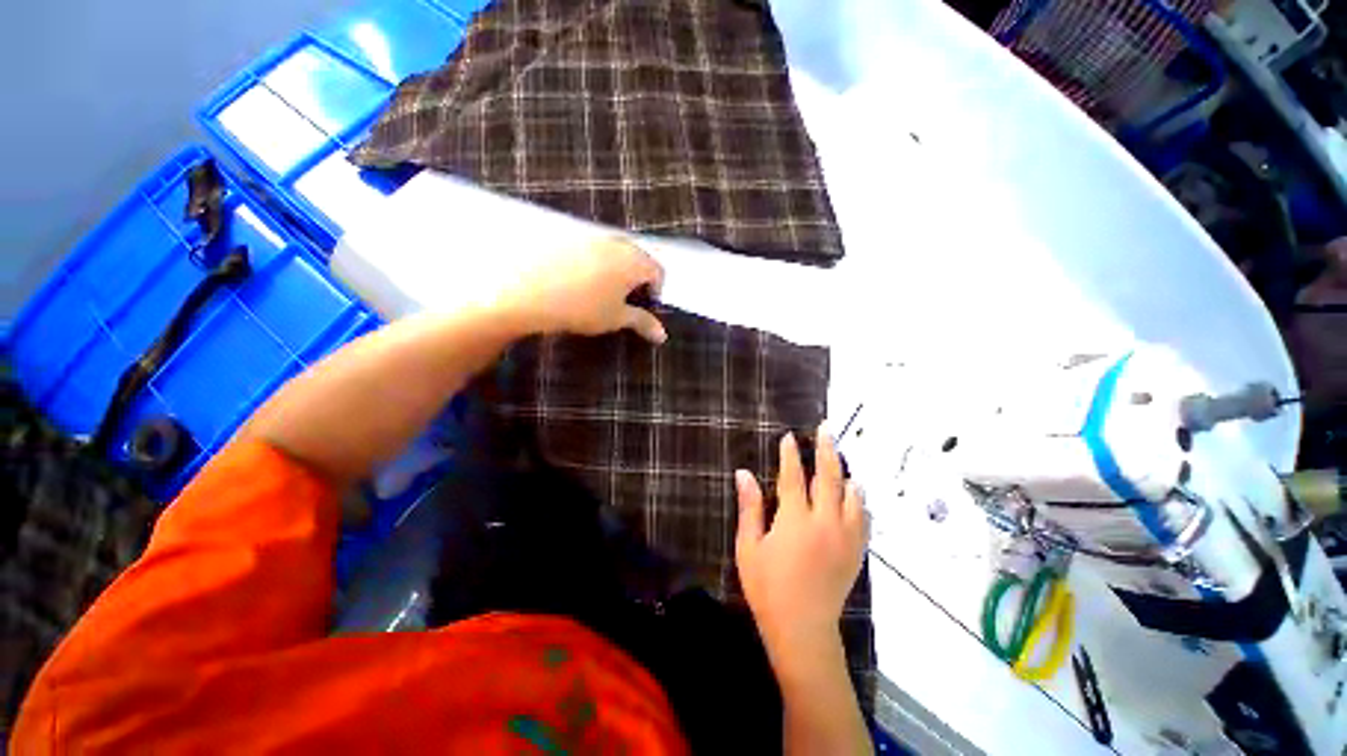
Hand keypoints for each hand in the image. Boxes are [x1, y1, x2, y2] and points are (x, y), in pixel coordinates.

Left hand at [502, 237, 666, 343]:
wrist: (527, 289)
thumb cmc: (583, 307)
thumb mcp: (615, 318)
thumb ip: (642, 323)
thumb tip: (663, 335)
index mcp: (634, 261)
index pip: (658, 272)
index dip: (656, 291)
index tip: (646, 307)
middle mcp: (616, 242)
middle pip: (636, 259)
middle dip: (635, 280)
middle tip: (624, 302)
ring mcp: (590, 236)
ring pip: (612, 253)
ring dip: (613, 271)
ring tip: (598, 294)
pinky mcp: (567, 236)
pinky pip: (588, 250)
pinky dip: (590, 264)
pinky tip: (575, 282)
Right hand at [735, 430, 866, 659]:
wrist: (803, 629)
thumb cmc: (768, 587)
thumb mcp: (749, 546)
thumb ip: (749, 507)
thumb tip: (743, 473)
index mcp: (795, 520)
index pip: (793, 476)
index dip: (790, 454)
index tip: (789, 437)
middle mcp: (825, 522)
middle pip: (828, 477)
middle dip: (826, 450)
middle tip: (826, 429)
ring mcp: (845, 536)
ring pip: (852, 494)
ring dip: (845, 472)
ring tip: (840, 456)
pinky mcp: (856, 551)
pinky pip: (864, 517)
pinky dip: (860, 500)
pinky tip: (856, 492)